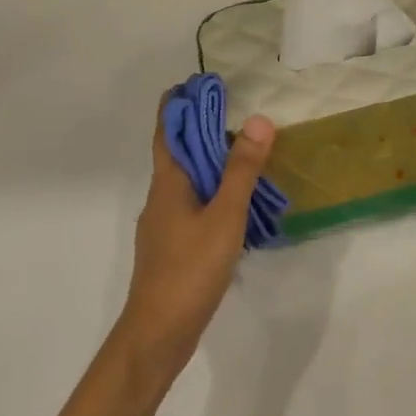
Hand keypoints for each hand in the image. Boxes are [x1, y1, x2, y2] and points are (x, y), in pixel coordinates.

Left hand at [121, 99, 276, 381]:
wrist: (158, 333)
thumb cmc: (189, 270)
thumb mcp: (224, 216)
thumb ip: (241, 170)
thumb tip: (257, 120)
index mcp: (168, 182)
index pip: (167, 128)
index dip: (180, 102)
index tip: (201, 81)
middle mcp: (162, 196)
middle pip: (178, 151)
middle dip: (202, 128)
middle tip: (237, 110)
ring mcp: (165, 223)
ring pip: (188, 180)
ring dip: (211, 161)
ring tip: (246, 151)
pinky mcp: (174, 246)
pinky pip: (195, 204)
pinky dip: (214, 191)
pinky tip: (239, 203)